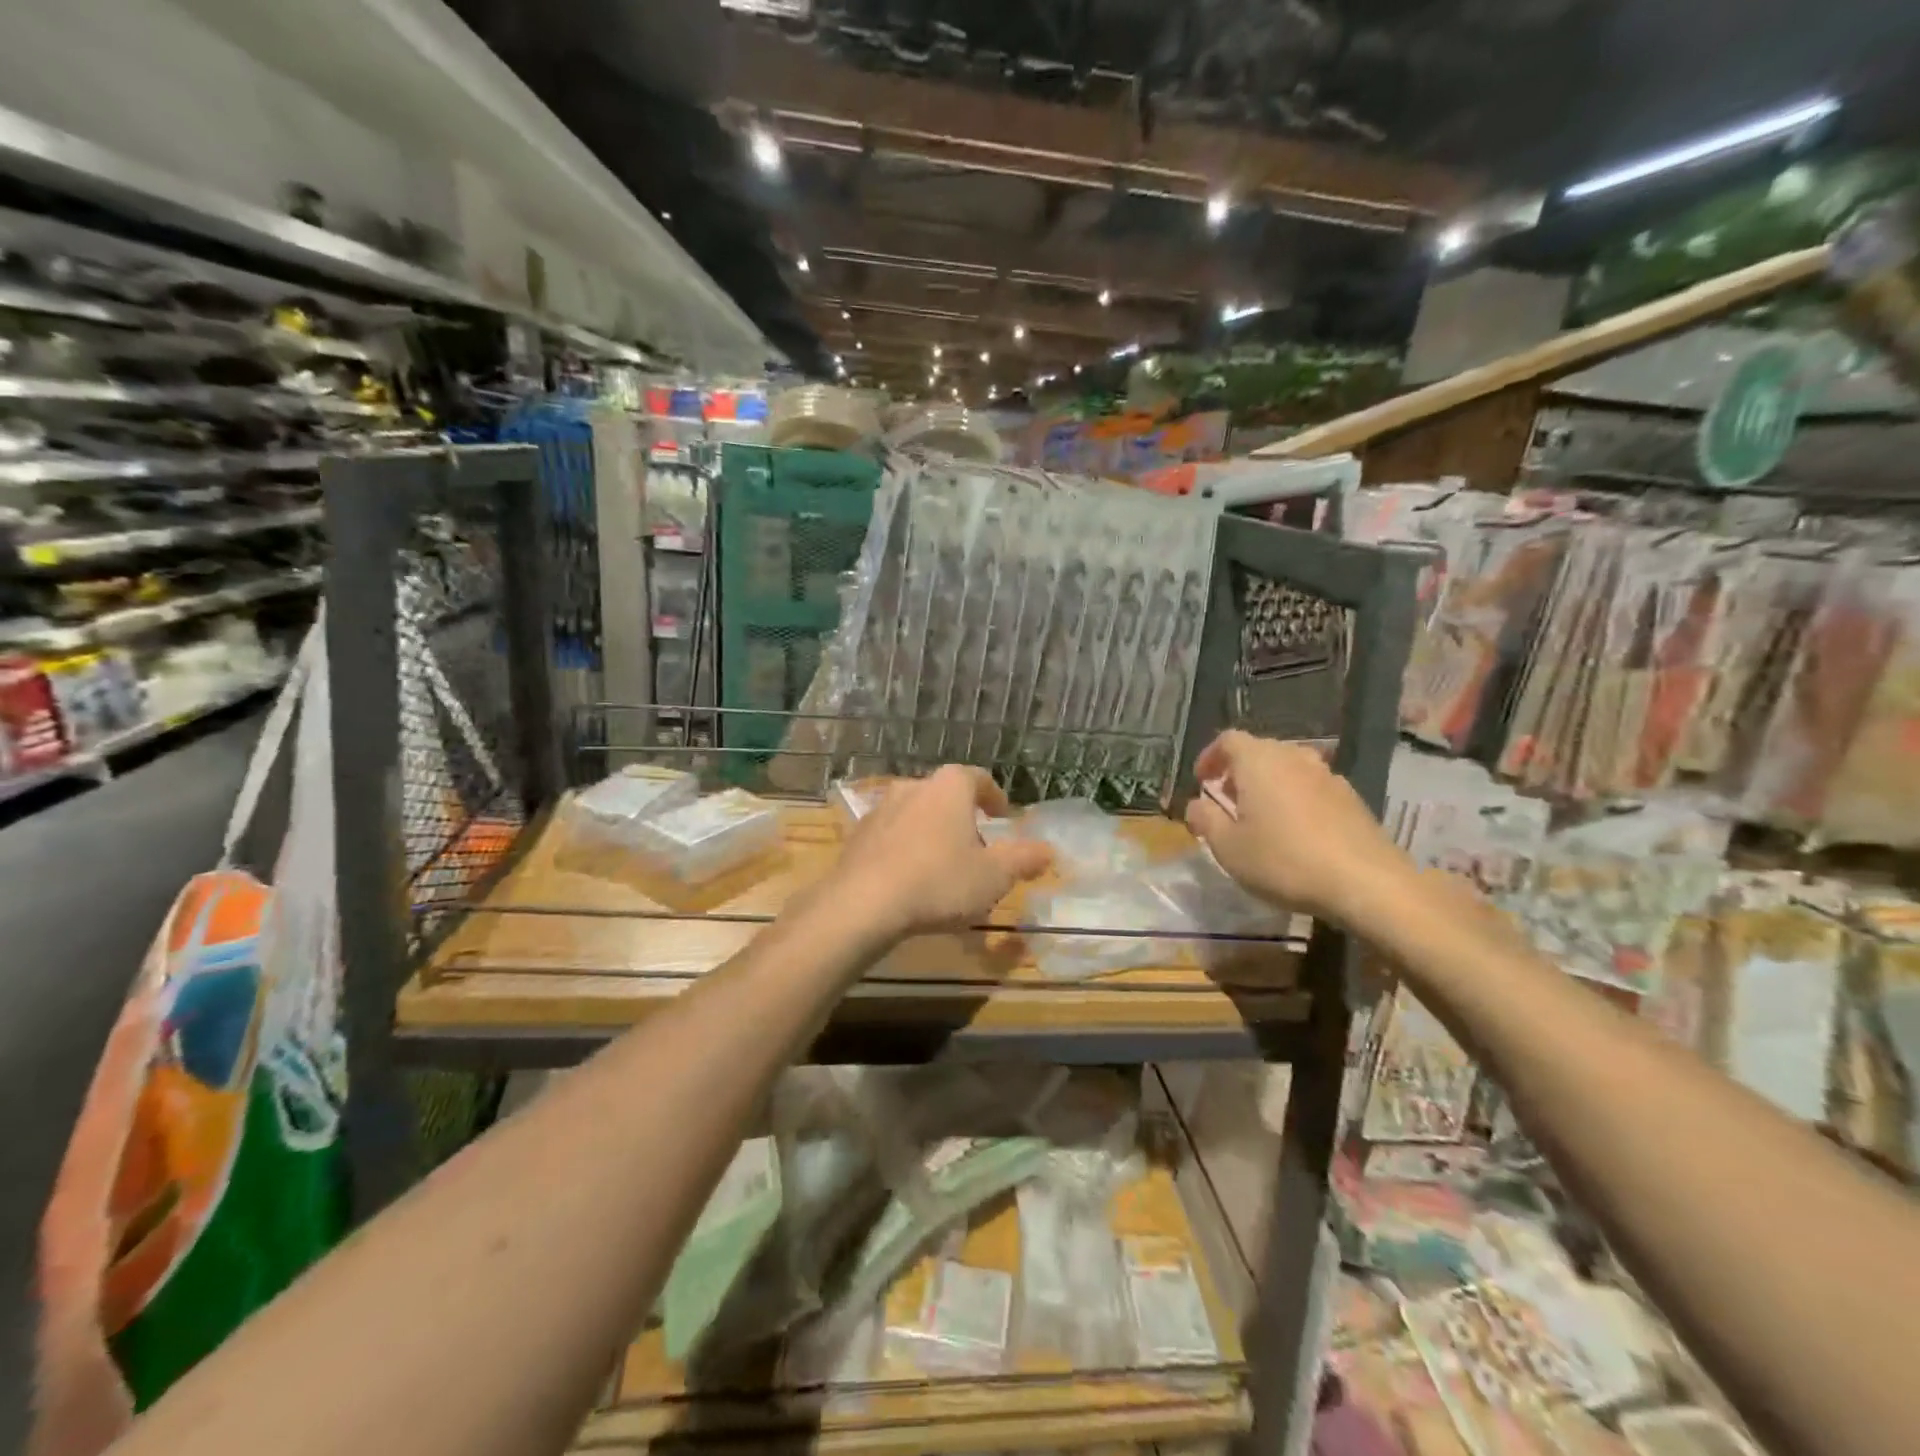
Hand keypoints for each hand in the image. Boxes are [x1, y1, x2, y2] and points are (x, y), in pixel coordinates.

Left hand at [828, 766, 1052, 943]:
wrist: (863, 903)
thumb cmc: (939, 881)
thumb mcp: (994, 876)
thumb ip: (1024, 859)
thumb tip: (1048, 850)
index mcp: (949, 787)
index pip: (978, 778)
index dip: (994, 796)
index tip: (1002, 815)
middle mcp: (913, 786)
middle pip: (945, 796)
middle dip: (962, 818)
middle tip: (976, 847)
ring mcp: (880, 809)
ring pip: (916, 815)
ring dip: (931, 834)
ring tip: (942, 866)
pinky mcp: (857, 836)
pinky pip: (891, 837)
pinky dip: (905, 850)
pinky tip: (910, 879)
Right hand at [1182, 730, 1409, 927]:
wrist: (1366, 882)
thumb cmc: (1284, 860)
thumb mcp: (1228, 847)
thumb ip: (1205, 820)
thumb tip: (1196, 805)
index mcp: (1259, 761)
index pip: (1228, 740)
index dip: (1210, 757)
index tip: (1202, 781)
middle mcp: (1294, 758)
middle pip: (1260, 751)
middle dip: (1238, 771)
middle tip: (1227, 800)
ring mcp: (1328, 776)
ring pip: (1288, 768)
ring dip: (1269, 785)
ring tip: (1261, 817)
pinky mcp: (1352, 799)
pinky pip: (1312, 787)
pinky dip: (1296, 799)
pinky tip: (1296, 832)